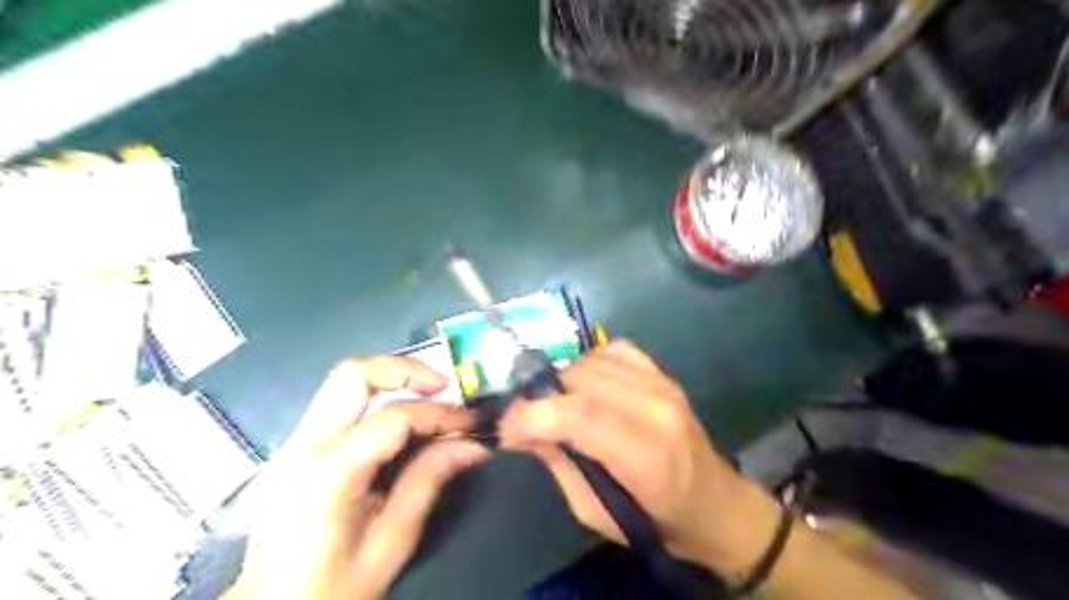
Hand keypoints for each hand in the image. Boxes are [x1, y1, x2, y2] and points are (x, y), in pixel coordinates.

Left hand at [231, 356, 488, 599]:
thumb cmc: (332, 590)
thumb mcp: (391, 542)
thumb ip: (428, 482)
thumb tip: (473, 446)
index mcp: (328, 474)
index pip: (394, 418)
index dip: (440, 414)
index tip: (471, 424)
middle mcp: (304, 445)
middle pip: (354, 374)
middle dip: (406, 369)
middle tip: (444, 386)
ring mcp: (293, 443)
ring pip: (344, 381)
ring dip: (391, 380)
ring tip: (429, 399)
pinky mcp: (295, 447)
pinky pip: (339, 404)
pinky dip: (376, 399)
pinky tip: (400, 424)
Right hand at [497, 343, 781, 580]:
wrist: (716, 504)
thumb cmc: (657, 521)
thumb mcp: (596, 512)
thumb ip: (559, 464)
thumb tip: (523, 431)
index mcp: (644, 455)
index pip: (579, 415)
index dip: (531, 415)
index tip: (506, 428)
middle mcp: (655, 409)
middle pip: (581, 380)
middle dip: (542, 395)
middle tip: (530, 419)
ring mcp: (663, 385)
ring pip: (593, 360)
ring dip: (564, 380)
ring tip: (560, 405)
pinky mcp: (665, 374)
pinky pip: (616, 350)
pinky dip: (592, 363)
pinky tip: (589, 386)